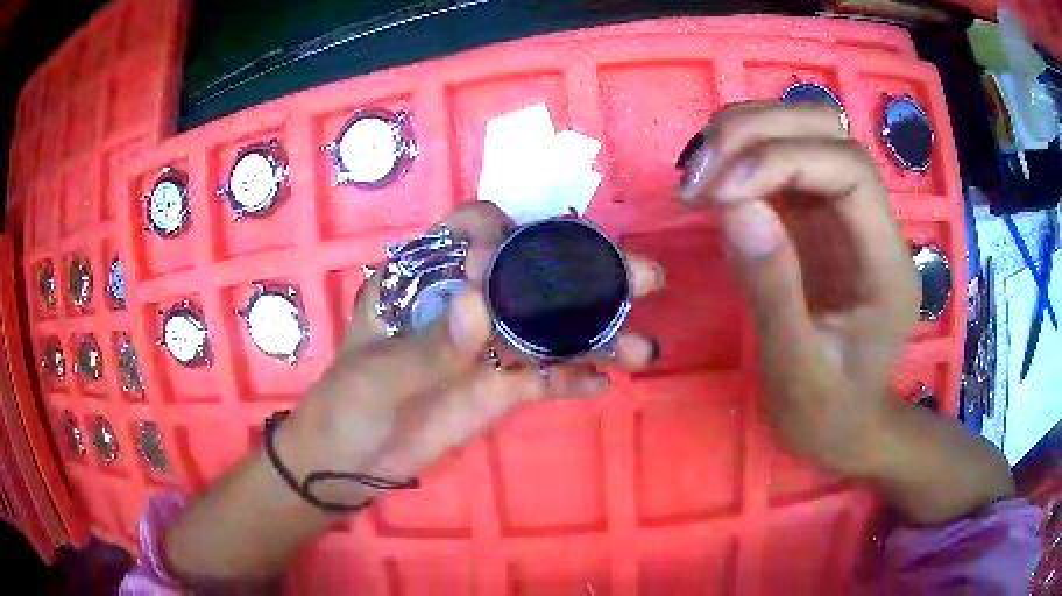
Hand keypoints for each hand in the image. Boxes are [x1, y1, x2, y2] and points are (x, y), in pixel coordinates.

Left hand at [277, 202, 665, 505]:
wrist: (352, 462)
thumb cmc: (350, 402)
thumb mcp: (380, 374)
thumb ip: (431, 344)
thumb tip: (482, 303)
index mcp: (428, 279)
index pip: (474, 230)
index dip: (507, 233)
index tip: (531, 256)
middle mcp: (468, 302)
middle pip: (532, 276)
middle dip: (587, 275)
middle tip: (641, 278)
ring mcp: (490, 345)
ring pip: (551, 328)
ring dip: (597, 335)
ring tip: (642, 349)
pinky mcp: (502, 387)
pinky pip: (546, 377)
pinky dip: (574, 379)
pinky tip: (603, 384)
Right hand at [677, 102, 919, 474]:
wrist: (846, 429)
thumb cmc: (828, 414)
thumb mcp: (797, 371)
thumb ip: (772, 289)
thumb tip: (732, 202)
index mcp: (885, 262)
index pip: (848, 169)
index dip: (782, 160)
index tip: (719, 192)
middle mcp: (872, 222)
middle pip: (828, 130)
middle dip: (759, 132)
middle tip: (699, 173)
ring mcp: (844, 214)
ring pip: (803, 130)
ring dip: (745, 134)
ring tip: (697, 174)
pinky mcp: (817, 218)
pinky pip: (781, 159)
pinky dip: (740, 155)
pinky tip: (710, 181)